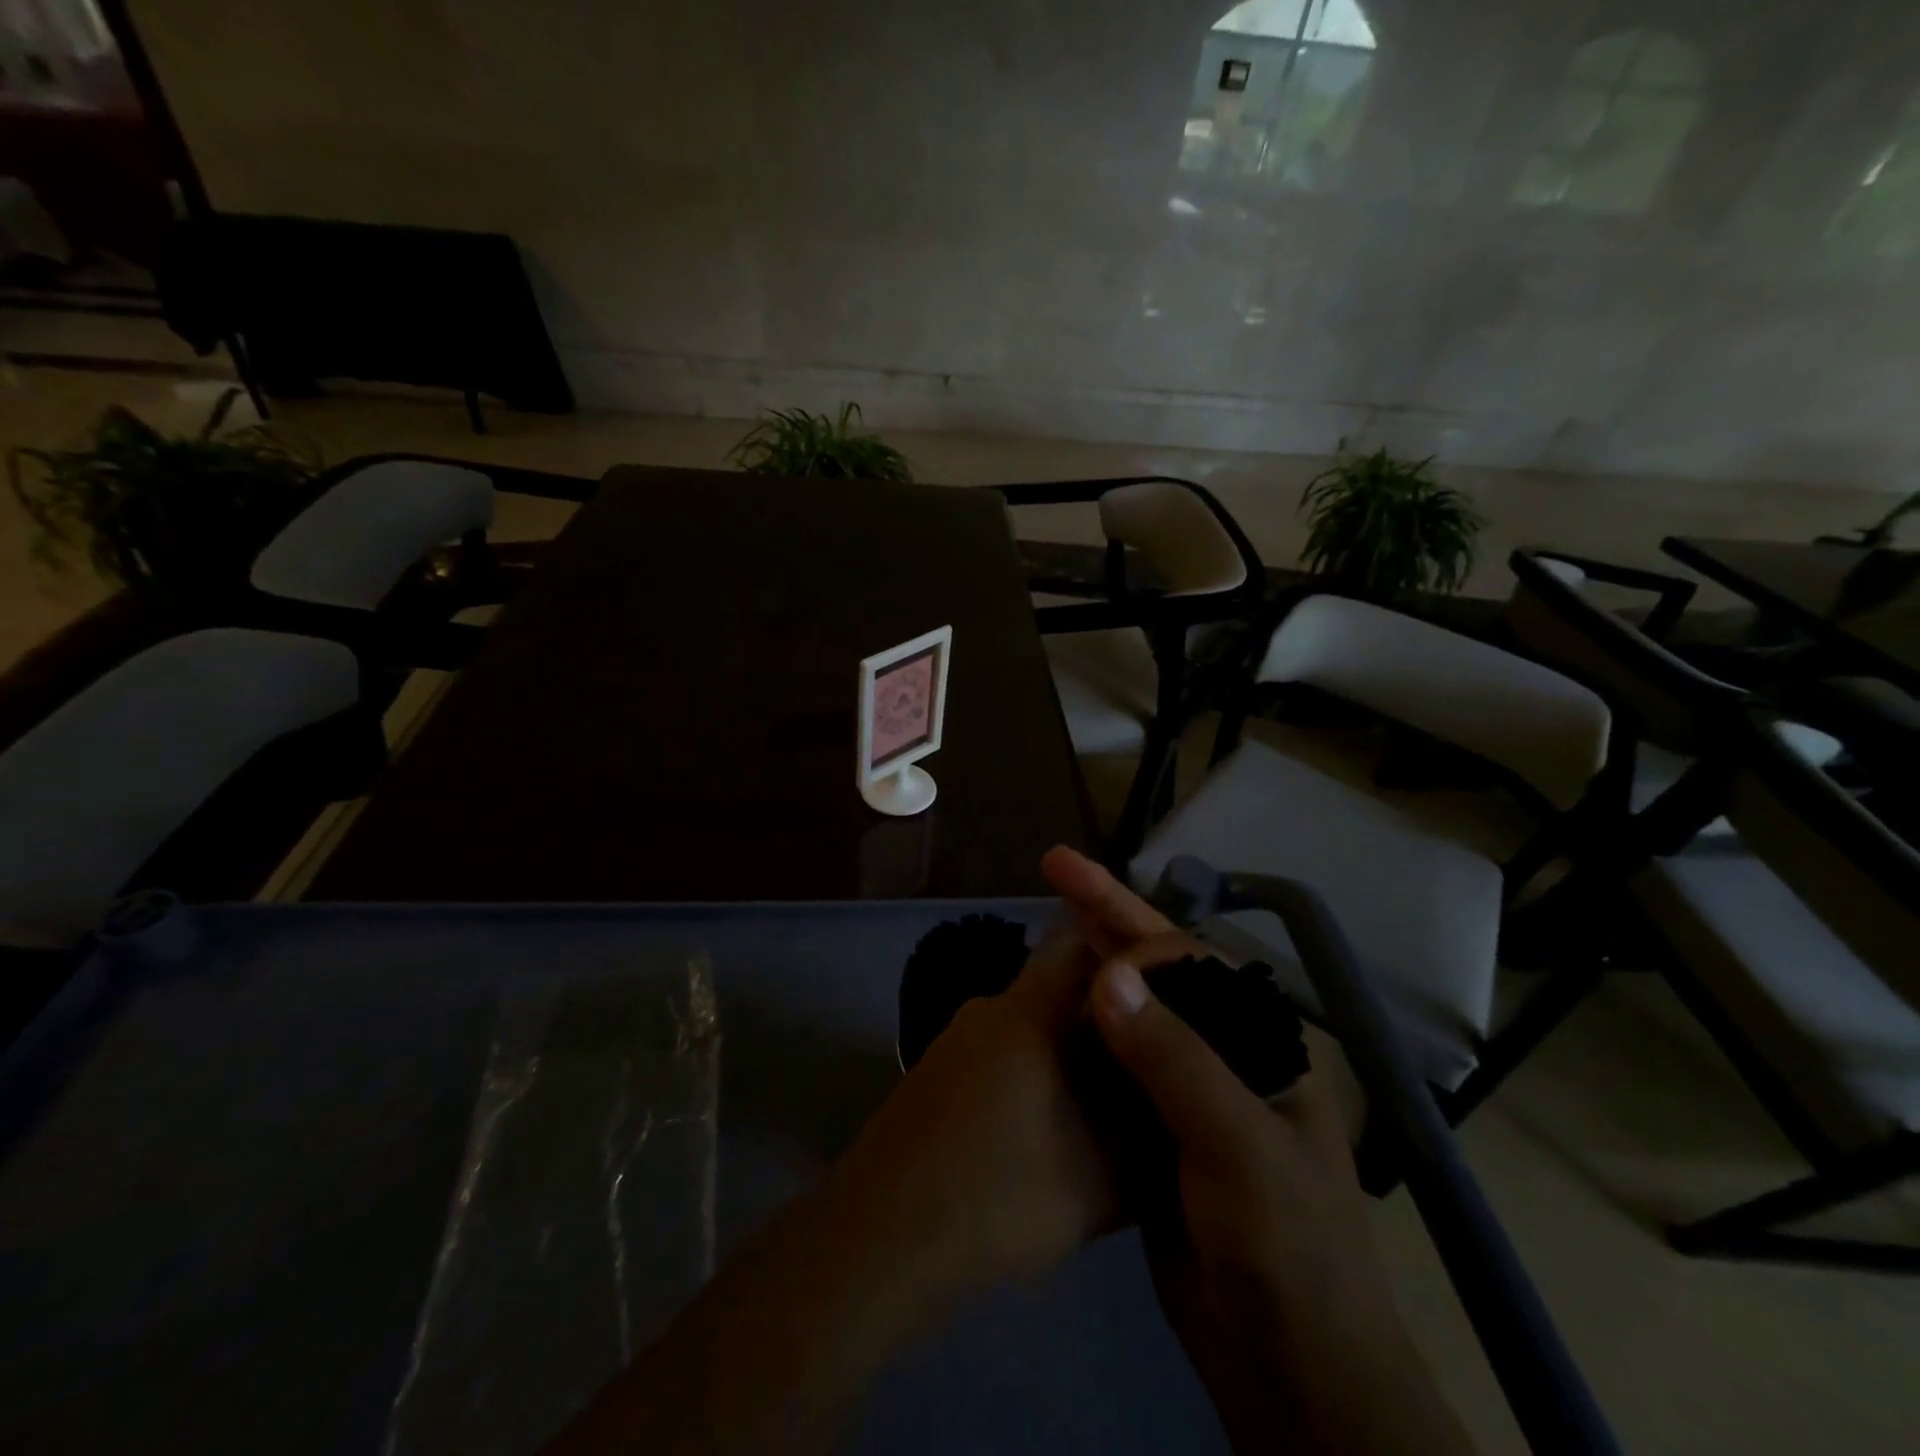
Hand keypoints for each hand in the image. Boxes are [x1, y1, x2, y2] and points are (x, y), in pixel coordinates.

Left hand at [822, 844, 1197, 1290]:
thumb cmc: (1002, 1194)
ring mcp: (956, 1038)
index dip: (1127, 957)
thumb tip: (1170, 1104)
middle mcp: (990, 1007)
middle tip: (1144, 1061)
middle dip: (1104, 1018)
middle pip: (1058, 988)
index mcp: (1030, 1010)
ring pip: (1028, 1027)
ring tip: (1102, 1106)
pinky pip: (999, 1053)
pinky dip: (1030, 1075)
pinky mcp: (935, 1072)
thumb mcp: (1103, 1178)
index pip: (1081, 941)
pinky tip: (1045, 1131)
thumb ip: (1147, 1133)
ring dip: (1065, 1054)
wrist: (884, 1237)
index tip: (1166, 990)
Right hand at [1076, 863, 1471, 1455]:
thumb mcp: (1240, 1149)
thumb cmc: (1287, 1249)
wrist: (1287, 1369)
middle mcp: (1223, 1049)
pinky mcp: (1151, 1125)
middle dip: (1107, 913)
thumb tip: (1105, 977)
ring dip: (1090, 959)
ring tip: (1046, 915)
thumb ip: (1176, 1060)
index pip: (1190, 960)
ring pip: (1129, 1008)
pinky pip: (1111, 1059)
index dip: (1135, 933)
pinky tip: (1046, 1005)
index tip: (1080, 928)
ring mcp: (1185, 1087)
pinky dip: (1079, 1025)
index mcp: (1258, 1039)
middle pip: (1157, 968)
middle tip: (1056, 864)